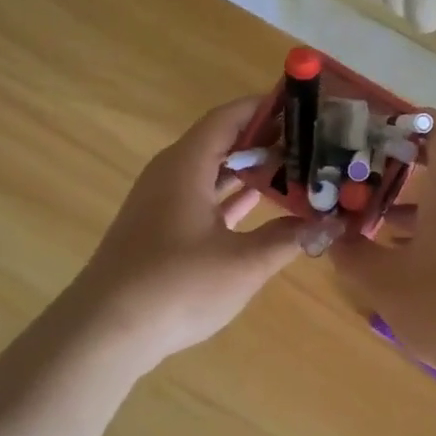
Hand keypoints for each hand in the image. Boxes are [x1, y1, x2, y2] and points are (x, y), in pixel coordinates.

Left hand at [67, 96, 307, 363]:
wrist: (106, 331)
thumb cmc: (177, 285)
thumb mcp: (244, 262)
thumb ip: (288, 238)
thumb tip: (329, 224)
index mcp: (187, 165)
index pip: (229, 117)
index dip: (265, 107)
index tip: (303, 104)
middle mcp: (171, 173)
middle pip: (221, 141)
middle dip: (264, 138)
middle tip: (310, 140)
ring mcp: (162, 202)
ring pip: (211, 170)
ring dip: (249, 168)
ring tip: (295, 166)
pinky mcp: (159, 228)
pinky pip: (201, 196)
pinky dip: (230, 195)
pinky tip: (261, 203)